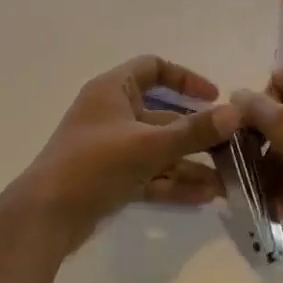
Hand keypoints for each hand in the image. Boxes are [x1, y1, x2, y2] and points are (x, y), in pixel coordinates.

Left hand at [16, 56, 240, 247]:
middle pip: (162, 114)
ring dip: (190, 162)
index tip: (214, 97)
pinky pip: (149, 174)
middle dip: (196, 131)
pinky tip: (205, 197)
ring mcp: (111, 148)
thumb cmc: (94, 164)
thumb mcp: (148, 145)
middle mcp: (112, 114)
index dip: (185, 78)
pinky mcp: (110, 178)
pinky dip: (173, 182)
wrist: (47, 215)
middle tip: (231, 146)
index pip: (152, 68)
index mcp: (113, 90)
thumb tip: (235, 113)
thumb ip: (193, 131)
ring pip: (158, 149)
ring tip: (226, 180)